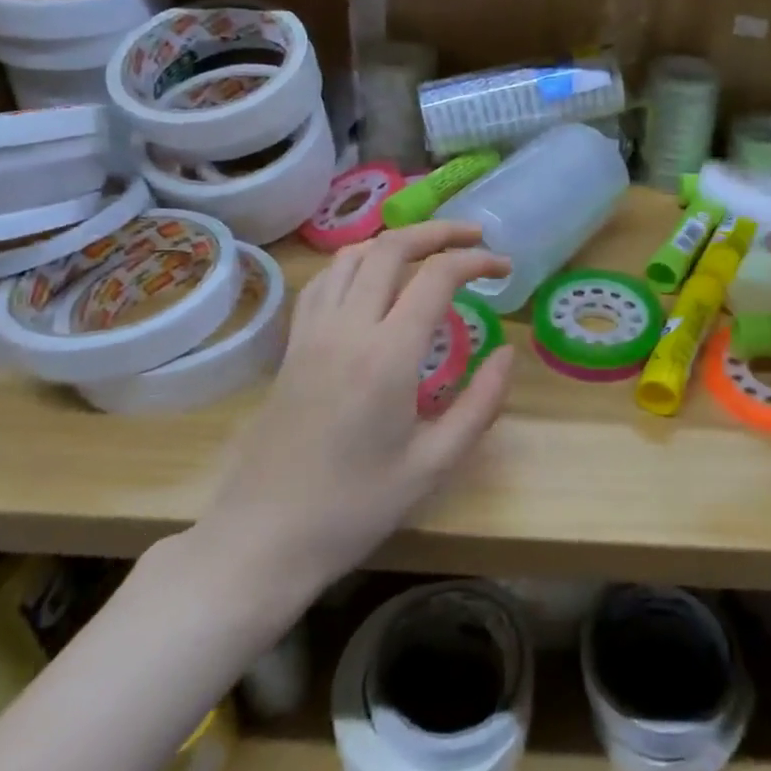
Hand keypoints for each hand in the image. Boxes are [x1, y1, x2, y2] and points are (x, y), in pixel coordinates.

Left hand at [195, 222, 513, 603]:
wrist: (263, 538)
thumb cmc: (354, 509)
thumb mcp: (432, 465)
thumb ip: (479, 405)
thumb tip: (508, 353)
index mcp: (386, 356)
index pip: (436, 277)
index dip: (475, 261)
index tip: (503, 268)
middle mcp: (346, 328)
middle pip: (391, 248)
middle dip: (439, 231)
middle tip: (475, 236)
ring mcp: (312, 333)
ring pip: (352, 256)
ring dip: (396, 241)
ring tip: (430, 250)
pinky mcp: (292, 346)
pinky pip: (324, 281)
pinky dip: (356, 263)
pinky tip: (372, 280)